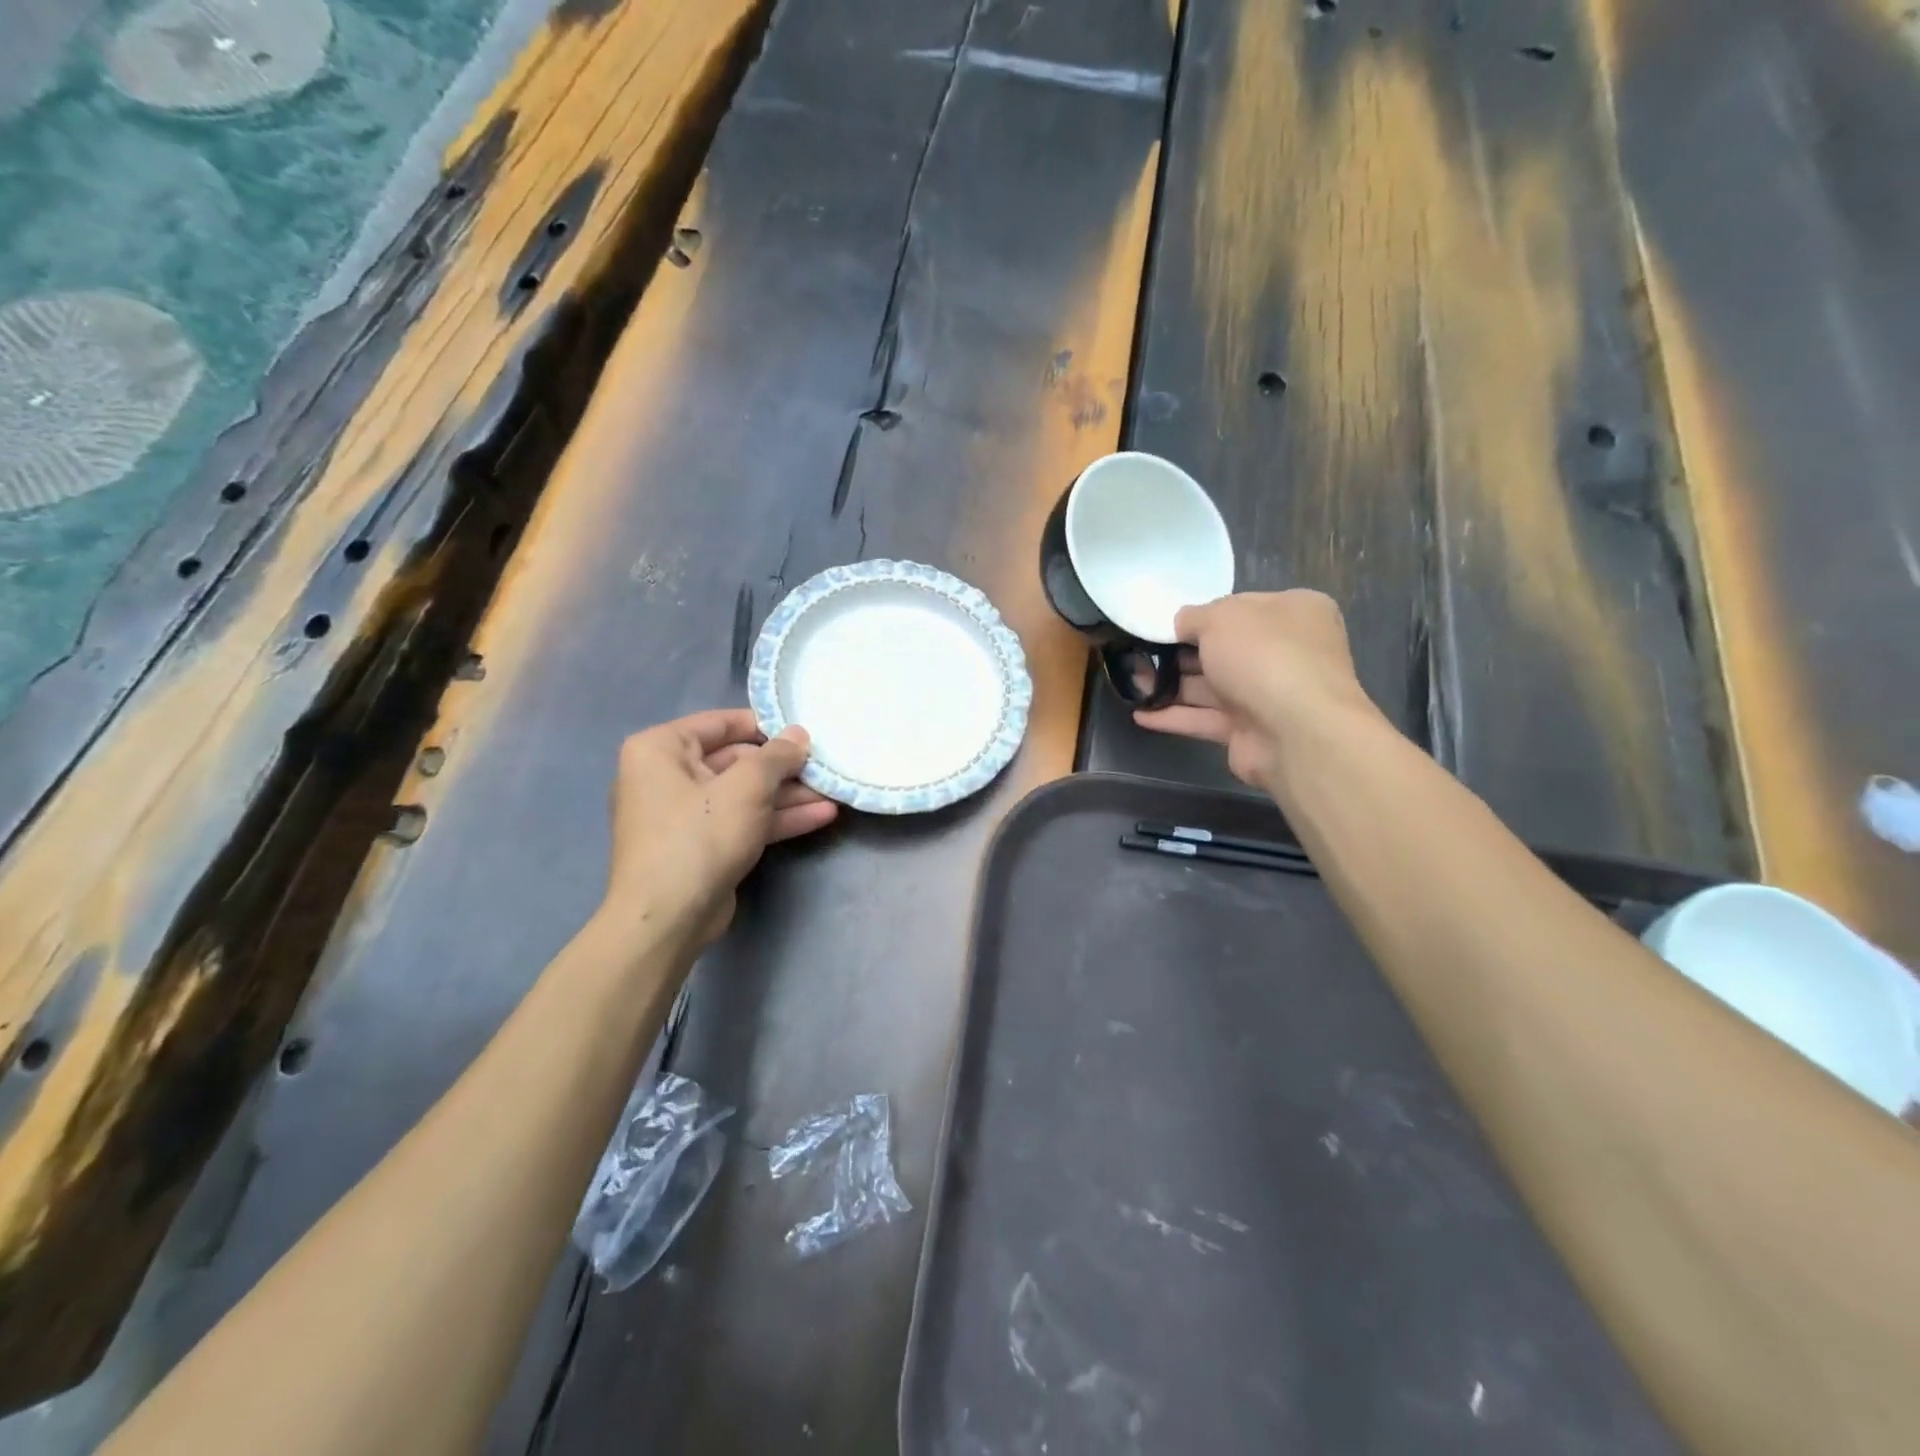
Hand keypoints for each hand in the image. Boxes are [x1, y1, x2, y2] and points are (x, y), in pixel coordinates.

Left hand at [603, 709, 837, 949]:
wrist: (668, 918)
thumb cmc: (699, 836)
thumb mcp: (746, 787)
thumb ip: (777, 756)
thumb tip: (799, 734)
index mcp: (661, 749)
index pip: (720, 723)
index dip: (765, 725)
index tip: (803, 730)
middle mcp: (667, 776)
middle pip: (736, 761)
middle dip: (784, 768)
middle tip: (824, 765)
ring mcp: (686, 814)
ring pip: (745, 795)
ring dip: (789, 795)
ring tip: (833, 791)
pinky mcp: (704, 845)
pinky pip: (743, 821)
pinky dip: (778, 818)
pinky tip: (821, 815)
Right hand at [1134, 591, 1379, 792]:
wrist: (1295, 730)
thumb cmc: (1263, 655)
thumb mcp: (1221, 618)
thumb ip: (1194, 617)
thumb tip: (1181, 623)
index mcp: (1293, 613)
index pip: (1243, 607)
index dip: (1205, 614)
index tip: (1169, 623)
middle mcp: (1286, 652)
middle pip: (1225, 649)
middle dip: (1181, 653)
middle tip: (1140, 654)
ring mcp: (1269, 694)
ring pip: (1212, 686)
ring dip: (1171, 686)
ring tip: (1131, 684)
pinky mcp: (1250, 731)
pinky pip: (1206, 719)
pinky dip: (1175, 717)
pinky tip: (1140, 715)